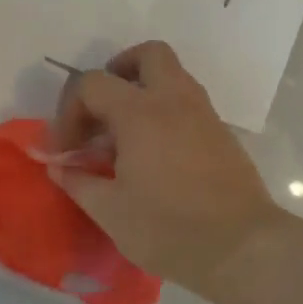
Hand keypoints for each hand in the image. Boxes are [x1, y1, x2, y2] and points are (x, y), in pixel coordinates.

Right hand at [48, 41, 284, 294]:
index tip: (67, 149)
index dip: (70, 110)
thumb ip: (80, 182)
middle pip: (149, 55)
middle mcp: (175, 101)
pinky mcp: (222, 134)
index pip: (94, 83)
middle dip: (119, 71)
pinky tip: (156, 154)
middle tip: (103, 109)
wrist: (243, 248)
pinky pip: (189, 104)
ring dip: (145, 92)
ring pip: (174, 76)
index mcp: (140, 113)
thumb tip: (59, 166)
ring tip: (126, 136)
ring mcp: (204, 114)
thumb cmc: (169, 228)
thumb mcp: (111, 212)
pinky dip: (167, 113)